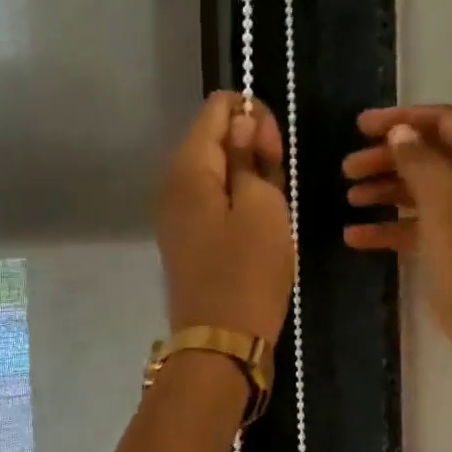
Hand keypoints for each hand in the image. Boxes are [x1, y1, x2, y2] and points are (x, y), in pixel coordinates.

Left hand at [156, 91, 293, 345]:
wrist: (221, 343)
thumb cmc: (248, 272)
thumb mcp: (263, 206)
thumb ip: (250, 156)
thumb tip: (242, 122)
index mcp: (188, 167)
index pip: (217, 108)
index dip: (253, 117)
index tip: (275, 152)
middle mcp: (171, 184)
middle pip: (213, 138)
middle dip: (251, 147)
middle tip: (279, 183)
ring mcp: (174, 214)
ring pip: (214, 172)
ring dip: (247, 178)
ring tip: (273, 210)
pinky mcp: (184, 238)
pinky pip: (211, 202)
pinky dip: (236, 203)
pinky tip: (257, 227)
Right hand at [343, 104, 451, 395]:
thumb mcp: (445, 212)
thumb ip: (422, 164)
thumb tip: (401, 132)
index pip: (448, 123)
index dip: (403, 120)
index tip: (359, 127)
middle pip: (435, 156)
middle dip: (389, 159)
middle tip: (346, 169)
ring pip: (427, 190)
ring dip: (387, 190)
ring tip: (348, 198)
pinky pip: (427, 225)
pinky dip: (395, 227)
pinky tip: (356, 237)